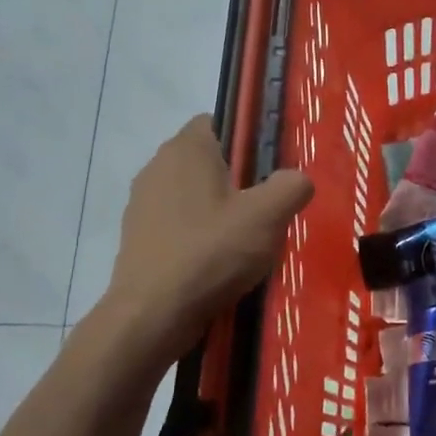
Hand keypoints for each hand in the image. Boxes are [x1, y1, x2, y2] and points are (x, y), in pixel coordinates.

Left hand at [109, 115, 313, 364]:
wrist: (152, 315)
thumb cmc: (211, 252)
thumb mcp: (269, 215)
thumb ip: (292, 186)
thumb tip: (298, 179)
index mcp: (187, 148)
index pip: (219, 121)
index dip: (248, 138)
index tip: (271, 167)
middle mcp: (158, 166)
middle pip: (208, 160)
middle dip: (238, 178)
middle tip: (268, 206)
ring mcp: (142, 204)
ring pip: (193, 194)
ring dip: (218, 210)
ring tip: (246, 240)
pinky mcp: (137, 238)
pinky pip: (178, 224)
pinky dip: (199, 235)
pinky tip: (219, 262)